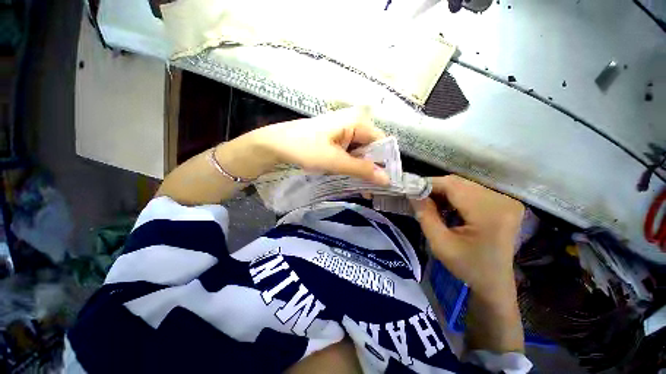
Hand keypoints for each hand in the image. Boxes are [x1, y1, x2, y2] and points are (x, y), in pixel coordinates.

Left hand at [250, 107, 389, 184]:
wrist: (276, 144)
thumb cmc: (305, 148)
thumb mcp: (335, 161)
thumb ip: (362, 170)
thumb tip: (387, 180)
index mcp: (357, 122)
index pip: (382, 142)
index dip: (385, 163)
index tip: (385, 183)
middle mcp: (354, 123)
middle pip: (372, 148)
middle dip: (372, 169)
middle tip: (372, 190)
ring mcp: (345, 130)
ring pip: (361, 152)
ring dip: (361, 170)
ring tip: (363, 189)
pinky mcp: (337, 138)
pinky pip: (351, 153)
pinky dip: (351, 166)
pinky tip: (350, 178)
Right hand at [410, 175, 523, 297]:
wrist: (495, 283)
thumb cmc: (468, 267)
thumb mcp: (440, 244)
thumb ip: (425, 215)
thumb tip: (413, 194)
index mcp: (489, 212)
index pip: (452, 185)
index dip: (429, 184)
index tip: (411, 190)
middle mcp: (502, 200)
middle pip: (459, 183)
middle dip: (435, 188)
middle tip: (418, 199)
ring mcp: (505, 201)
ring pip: (464, 185)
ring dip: (444, 192)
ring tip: (430, 204)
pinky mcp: (503, 203)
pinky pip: (472, 191)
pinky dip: (455, 196)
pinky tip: (446, 207)